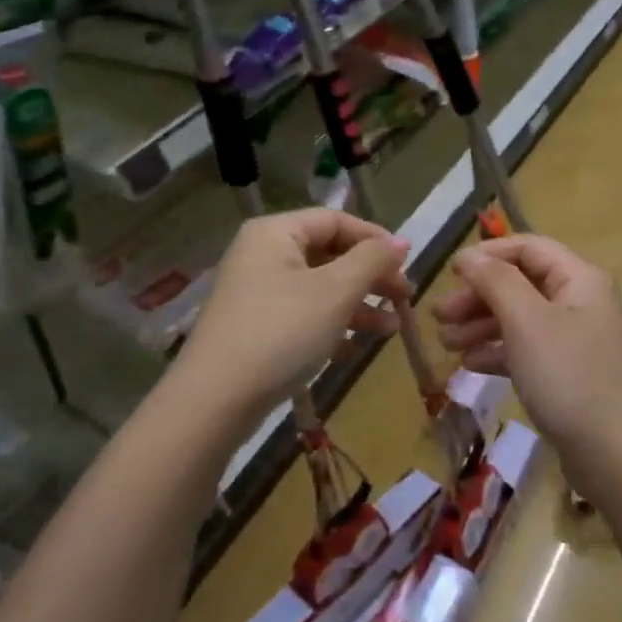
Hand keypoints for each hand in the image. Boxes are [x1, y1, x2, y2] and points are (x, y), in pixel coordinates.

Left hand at [171, 209, 411, 432]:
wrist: (215, 400)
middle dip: (369, 277)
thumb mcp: (336, 292)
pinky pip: (301, 314)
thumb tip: (402, 241)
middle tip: (404, 300)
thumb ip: (372, 260)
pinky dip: (330, 326)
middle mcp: (262, 255)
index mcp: (276, 233)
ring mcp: (255, 292)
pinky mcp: (254, 327)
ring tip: (389, 330)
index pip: (336, 220)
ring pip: (318, 288)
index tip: (407, 265)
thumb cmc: (282, 332)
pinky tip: (351, 350)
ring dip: (356, 305)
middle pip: (328, 254)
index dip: (375, 239)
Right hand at [434, 235, 621, 499]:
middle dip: (478, 296)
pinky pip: (528, 350)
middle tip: (439, 316)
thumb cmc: (570, 378)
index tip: (449, 272)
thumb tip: (469, 255)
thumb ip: (496, 281)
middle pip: (521, 283)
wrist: (619, 458)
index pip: (528, 247)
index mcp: (579, 279)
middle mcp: (581, 302)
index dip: (487, 255)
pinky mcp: (570, 375)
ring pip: (521, 319)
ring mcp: (576, 341)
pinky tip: (470, 365)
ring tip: (446, 344)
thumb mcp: (526, 322)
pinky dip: (499, 352)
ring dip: (481, 326)